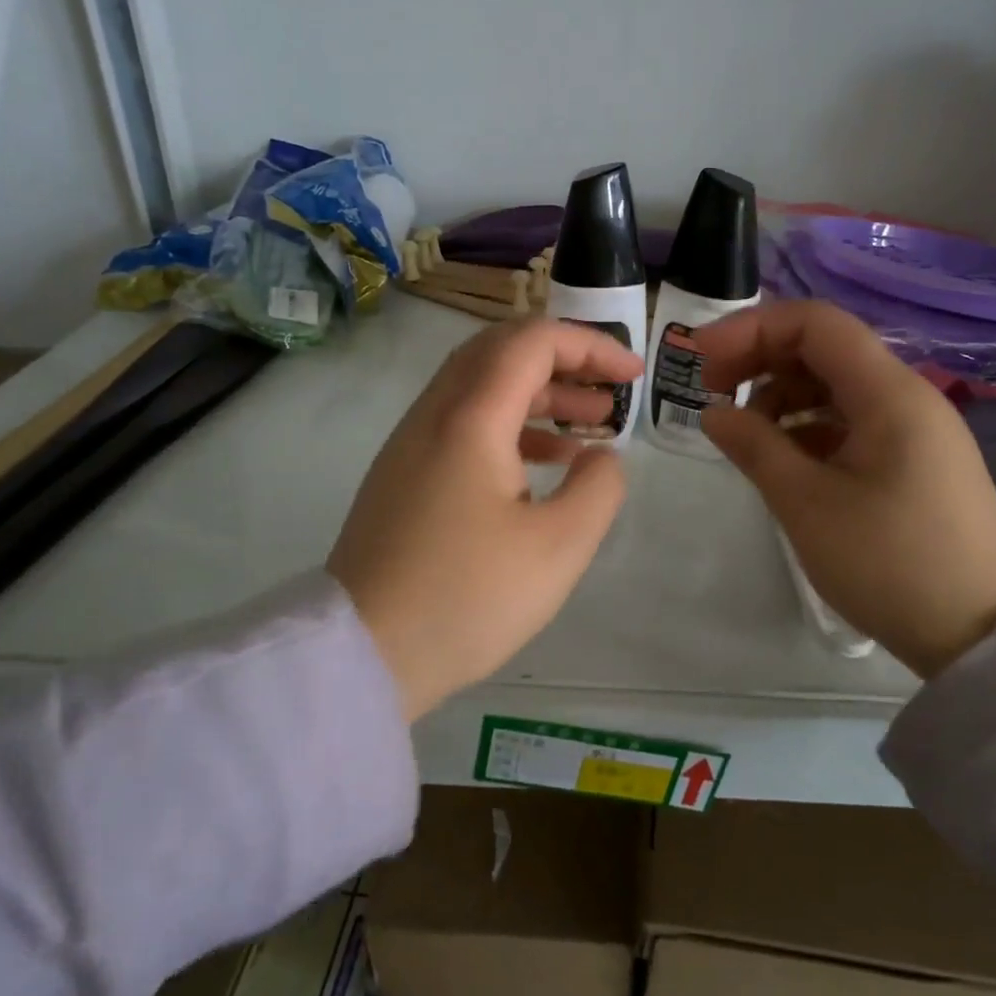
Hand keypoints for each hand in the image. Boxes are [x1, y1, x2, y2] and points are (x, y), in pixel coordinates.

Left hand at [328, 318, 641, 720]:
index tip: (634, 375)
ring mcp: (412, 445)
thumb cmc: (467, 597)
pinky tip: (547, 464)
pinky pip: (464, 425)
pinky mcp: (405, 476)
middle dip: (565, 360)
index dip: (590, 346)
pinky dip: (512, 427)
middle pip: (501, 352)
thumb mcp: (558, 547)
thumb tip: (600, 457)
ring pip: (482, 388)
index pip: (532, 342)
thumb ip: (598, 487)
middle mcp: (434, 415)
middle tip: (612, 389)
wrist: (362, 653)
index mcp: (469, 418)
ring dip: (540, 394)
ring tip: (592, 424)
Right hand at [696, 300, 995, 677]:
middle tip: (712, 394)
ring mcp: (916, 430)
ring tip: (746, 436)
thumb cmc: (889, 563)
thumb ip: (754, 446)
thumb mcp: (806, 504)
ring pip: (838, 387)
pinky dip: (810, 428)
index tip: (702, 362)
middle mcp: (907, 397)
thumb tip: (714, 413)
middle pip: (825, 349)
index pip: (814, 324)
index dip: (751, 329)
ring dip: (784, 397)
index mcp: (888, 393)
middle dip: (762, 360)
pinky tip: (785, 461)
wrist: (982, 636)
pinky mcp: (916, 463)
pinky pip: (854, 422)